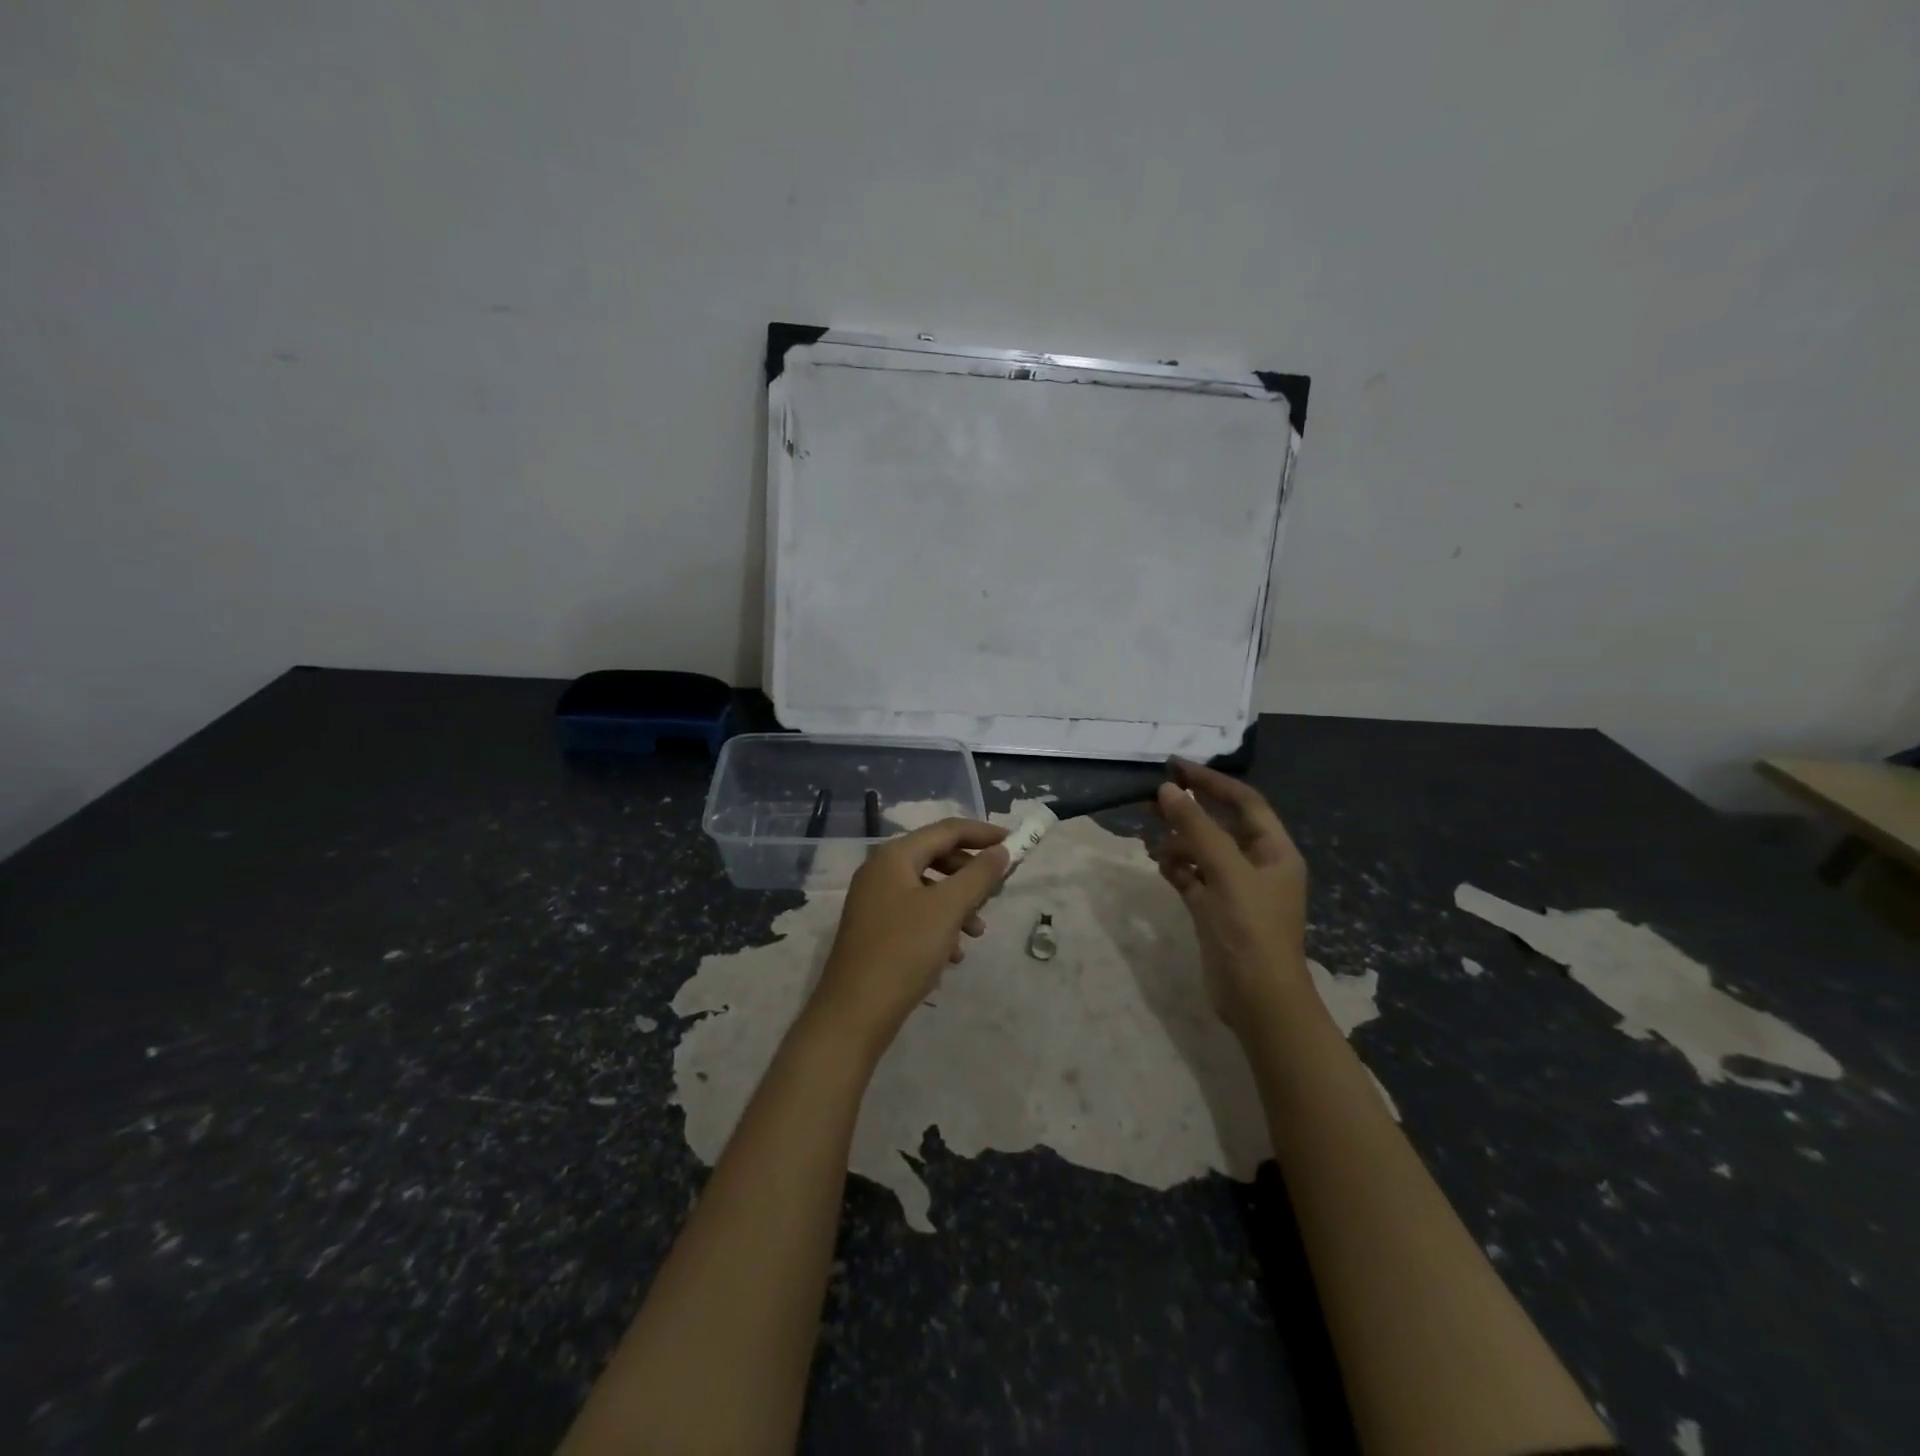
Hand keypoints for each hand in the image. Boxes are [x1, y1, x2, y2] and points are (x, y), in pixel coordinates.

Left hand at [805, 818, 1009, 1055]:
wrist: (854, 1013)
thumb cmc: (904, 951)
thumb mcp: (948, 909)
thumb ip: (979, 875)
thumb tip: (1001, 850)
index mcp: (894, 856)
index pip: (947, 830)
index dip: (983, 834)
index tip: (1015, 843)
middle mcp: (880, 871)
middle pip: (937, 857)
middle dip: (971, 874)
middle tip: (998, 891)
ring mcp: (875, 902)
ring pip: (928, 889)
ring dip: (958, 904)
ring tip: (977, 932)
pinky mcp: (875, 930)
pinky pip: (916, 915)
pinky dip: (939, 926)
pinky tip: (953, 955)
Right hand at [1151, 759, 1310, 1034]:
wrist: (1257, 1000)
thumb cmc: (1251, 929)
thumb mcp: (1226, 872)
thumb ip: (1197, 828)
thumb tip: (1168, 790)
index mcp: (1274, 851)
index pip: (1244, 802)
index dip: (1212, 782)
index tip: (1176, 768)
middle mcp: (1257, 864)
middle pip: (1220, 824)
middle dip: (1189, 811)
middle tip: (1151, 800)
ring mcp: (1235, 888)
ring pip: (1202, 851)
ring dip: (1179, 843)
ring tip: (1155, 845)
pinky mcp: (1214, 909)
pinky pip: (1192, 876)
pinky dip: (1177, 869)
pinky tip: (1164, 870)